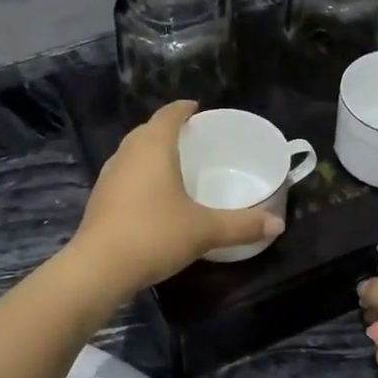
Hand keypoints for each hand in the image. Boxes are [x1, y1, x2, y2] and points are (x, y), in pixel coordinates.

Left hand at [67, 101, 284, 293]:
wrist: (99, 268)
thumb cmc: (155, 234)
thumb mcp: (205, 230)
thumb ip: (242, 225)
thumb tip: (278, 224)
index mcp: (153, 147)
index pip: (168, 114)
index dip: (184, 109)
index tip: (197, 109)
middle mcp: (127, 154)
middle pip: (147, 131)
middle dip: (168, 130)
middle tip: (192, 139)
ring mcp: (108, 176)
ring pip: (132, 153)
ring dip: (151, 153)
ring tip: (174, 165)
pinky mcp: (99, 200)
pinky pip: (124, 175)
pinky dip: (140, 176)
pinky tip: (153, 197)